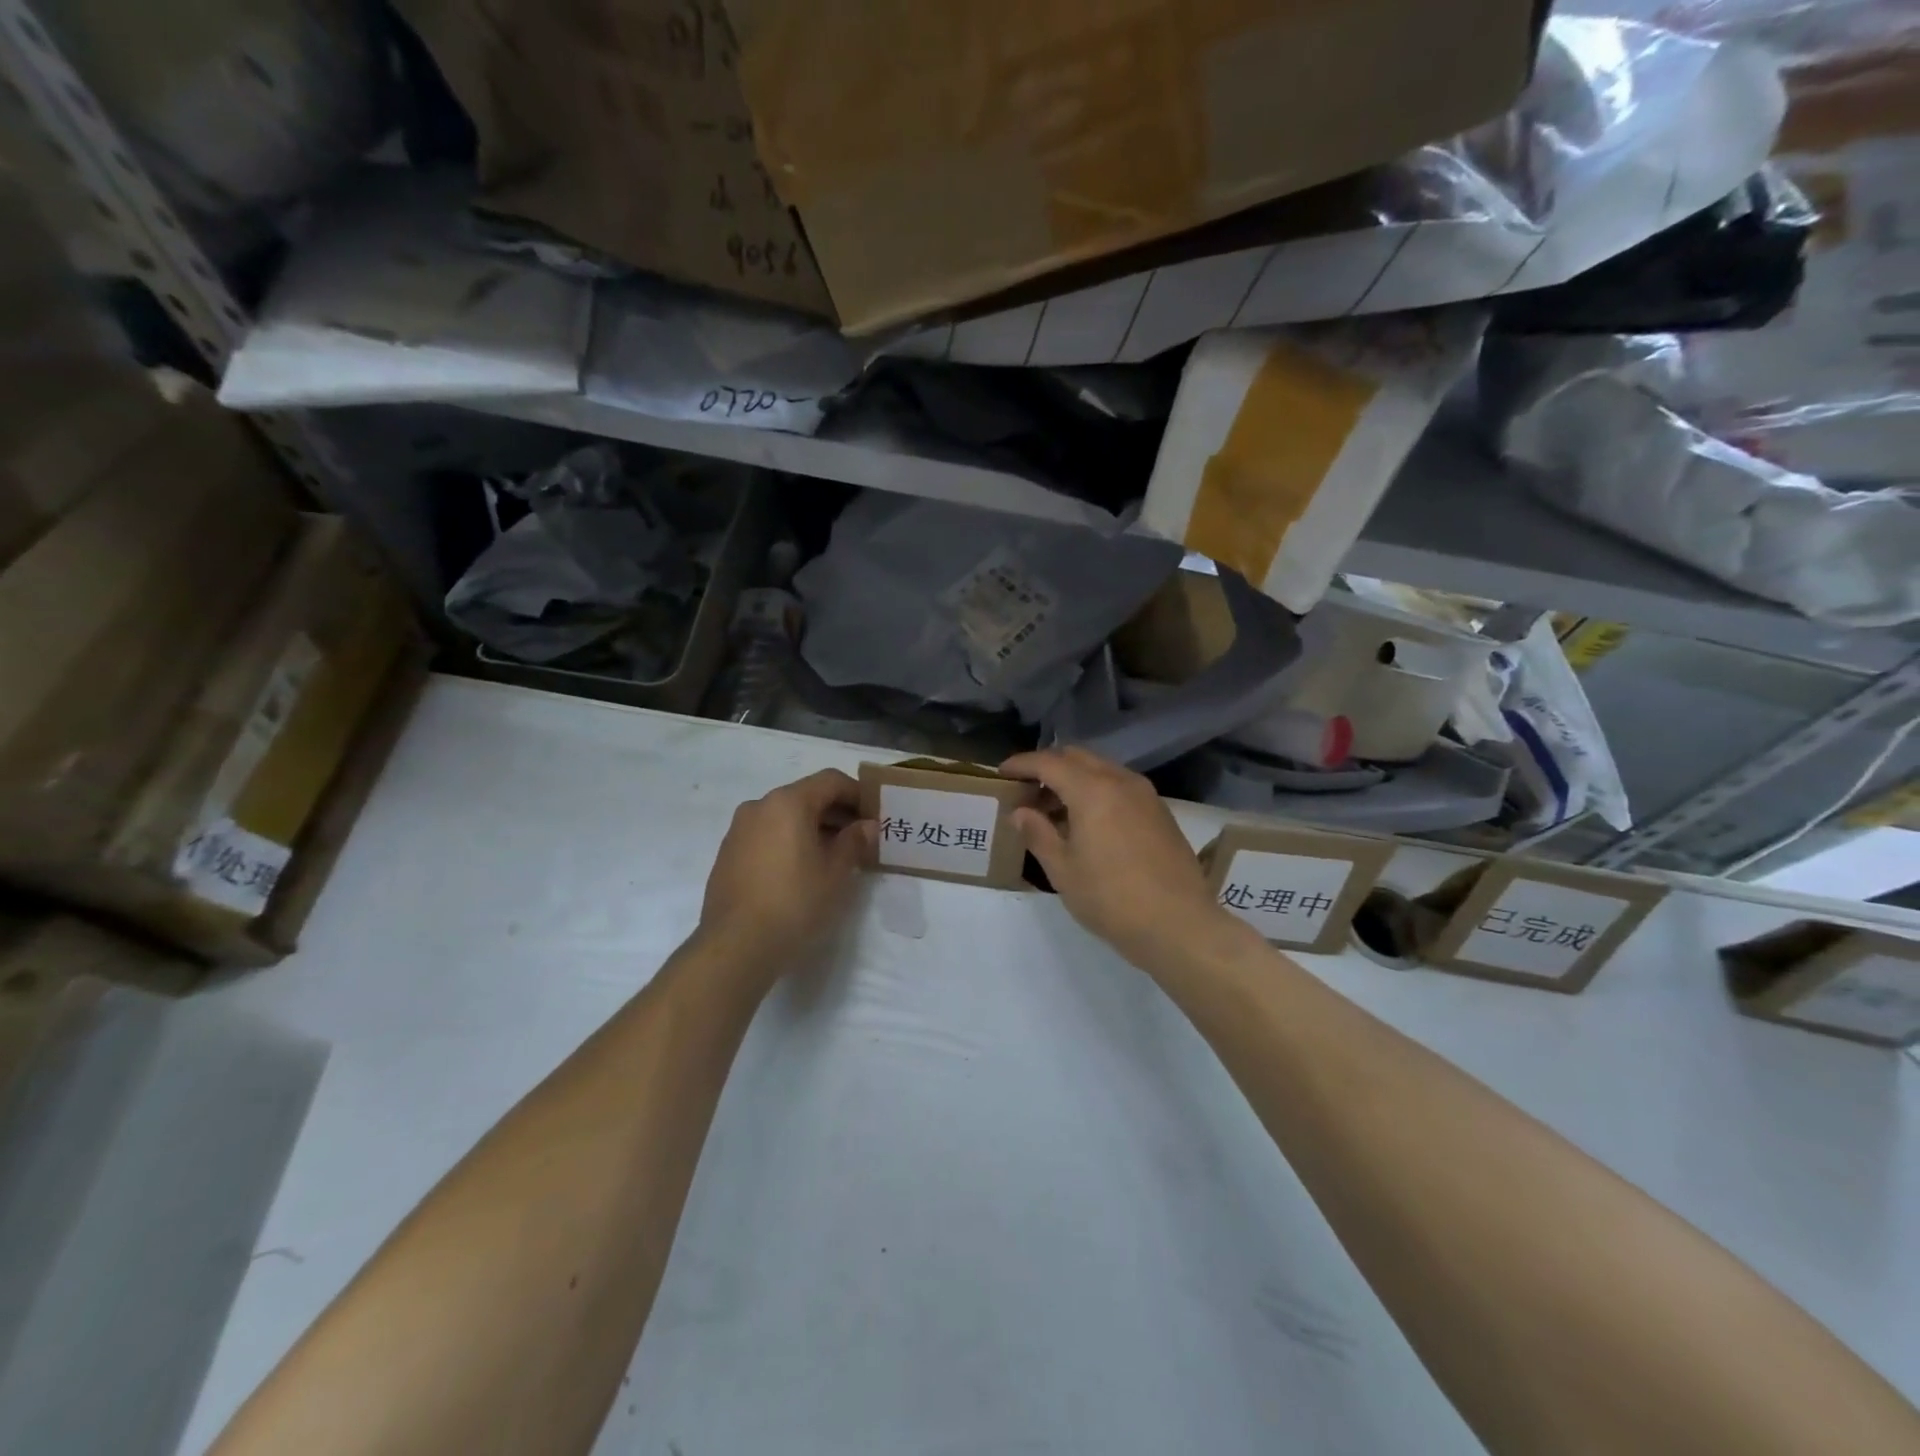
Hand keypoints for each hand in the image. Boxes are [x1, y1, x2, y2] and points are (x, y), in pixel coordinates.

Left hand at [699, 769, 875, 982]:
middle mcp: (759, 806)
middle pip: (806, 796)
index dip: (858, 794)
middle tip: (859, 839)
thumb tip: (866, 825)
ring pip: (784, 817)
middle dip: (836, 813)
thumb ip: (854, 841)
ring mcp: (739, 829)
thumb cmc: (795, 902)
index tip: (875, 815)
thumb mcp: (836, 873)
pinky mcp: (728, 854)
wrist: (735, 945)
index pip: (831, 781)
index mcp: (788, 802)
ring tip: (832, 858)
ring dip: (812, 828)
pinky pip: (766, 835)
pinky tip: (800, 871)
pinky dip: (788, 842)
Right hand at [1000, 748, 1246, 974]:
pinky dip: (1097, 791)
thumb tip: (1021, 812)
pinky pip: (1120, 786)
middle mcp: (1121, 781)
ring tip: (1054, 810)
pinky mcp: (1160, 812)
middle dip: (1048, 767)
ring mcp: (1146, 795)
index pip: (1048, 762)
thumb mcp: (1063, 870)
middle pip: (1077, 757)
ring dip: (1074, 779)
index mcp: (1092, 790)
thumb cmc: (1111, 899)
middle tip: (1027, 791)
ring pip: (1101, 770)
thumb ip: (1038, 834)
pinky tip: (1088, 822)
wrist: (1179, 924)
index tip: (1001, 774)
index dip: (1021, 764)